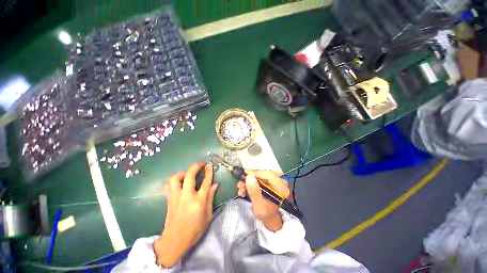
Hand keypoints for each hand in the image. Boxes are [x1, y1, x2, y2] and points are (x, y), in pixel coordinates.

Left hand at [154, 163, 218, 267]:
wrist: (174, 241)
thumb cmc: (194, 230)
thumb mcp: (208, 215)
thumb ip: (211, 198)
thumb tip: (215, 185)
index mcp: (198, 201)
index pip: (205, 182)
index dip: (208, 172)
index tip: (210, 165)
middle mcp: (187, 196)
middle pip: (190, 175)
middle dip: (196, 166)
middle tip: (201, 164)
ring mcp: (176, 197)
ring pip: (176, 178)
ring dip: (183, 172)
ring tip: (188, 174)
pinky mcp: (169, 200)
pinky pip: (169, 185)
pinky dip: (174, 181)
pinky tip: (179, 183)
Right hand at [237, 170, 289, 231]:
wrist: (271, 218)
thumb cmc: (266, 215)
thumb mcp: (259, 206)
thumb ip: (254, 192)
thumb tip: (249, 177)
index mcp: (281, 188)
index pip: (269, 174)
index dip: (256, 173)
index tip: (245, 174)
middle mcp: (281, 182)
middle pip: (264, 174)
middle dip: (250, 178)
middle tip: (240, 184)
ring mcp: (276, 181)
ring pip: (261, 175)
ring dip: (249, 181)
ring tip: (241, 189)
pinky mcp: (271, 181)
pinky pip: (261, 178)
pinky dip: (252, 182)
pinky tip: (245, 188)